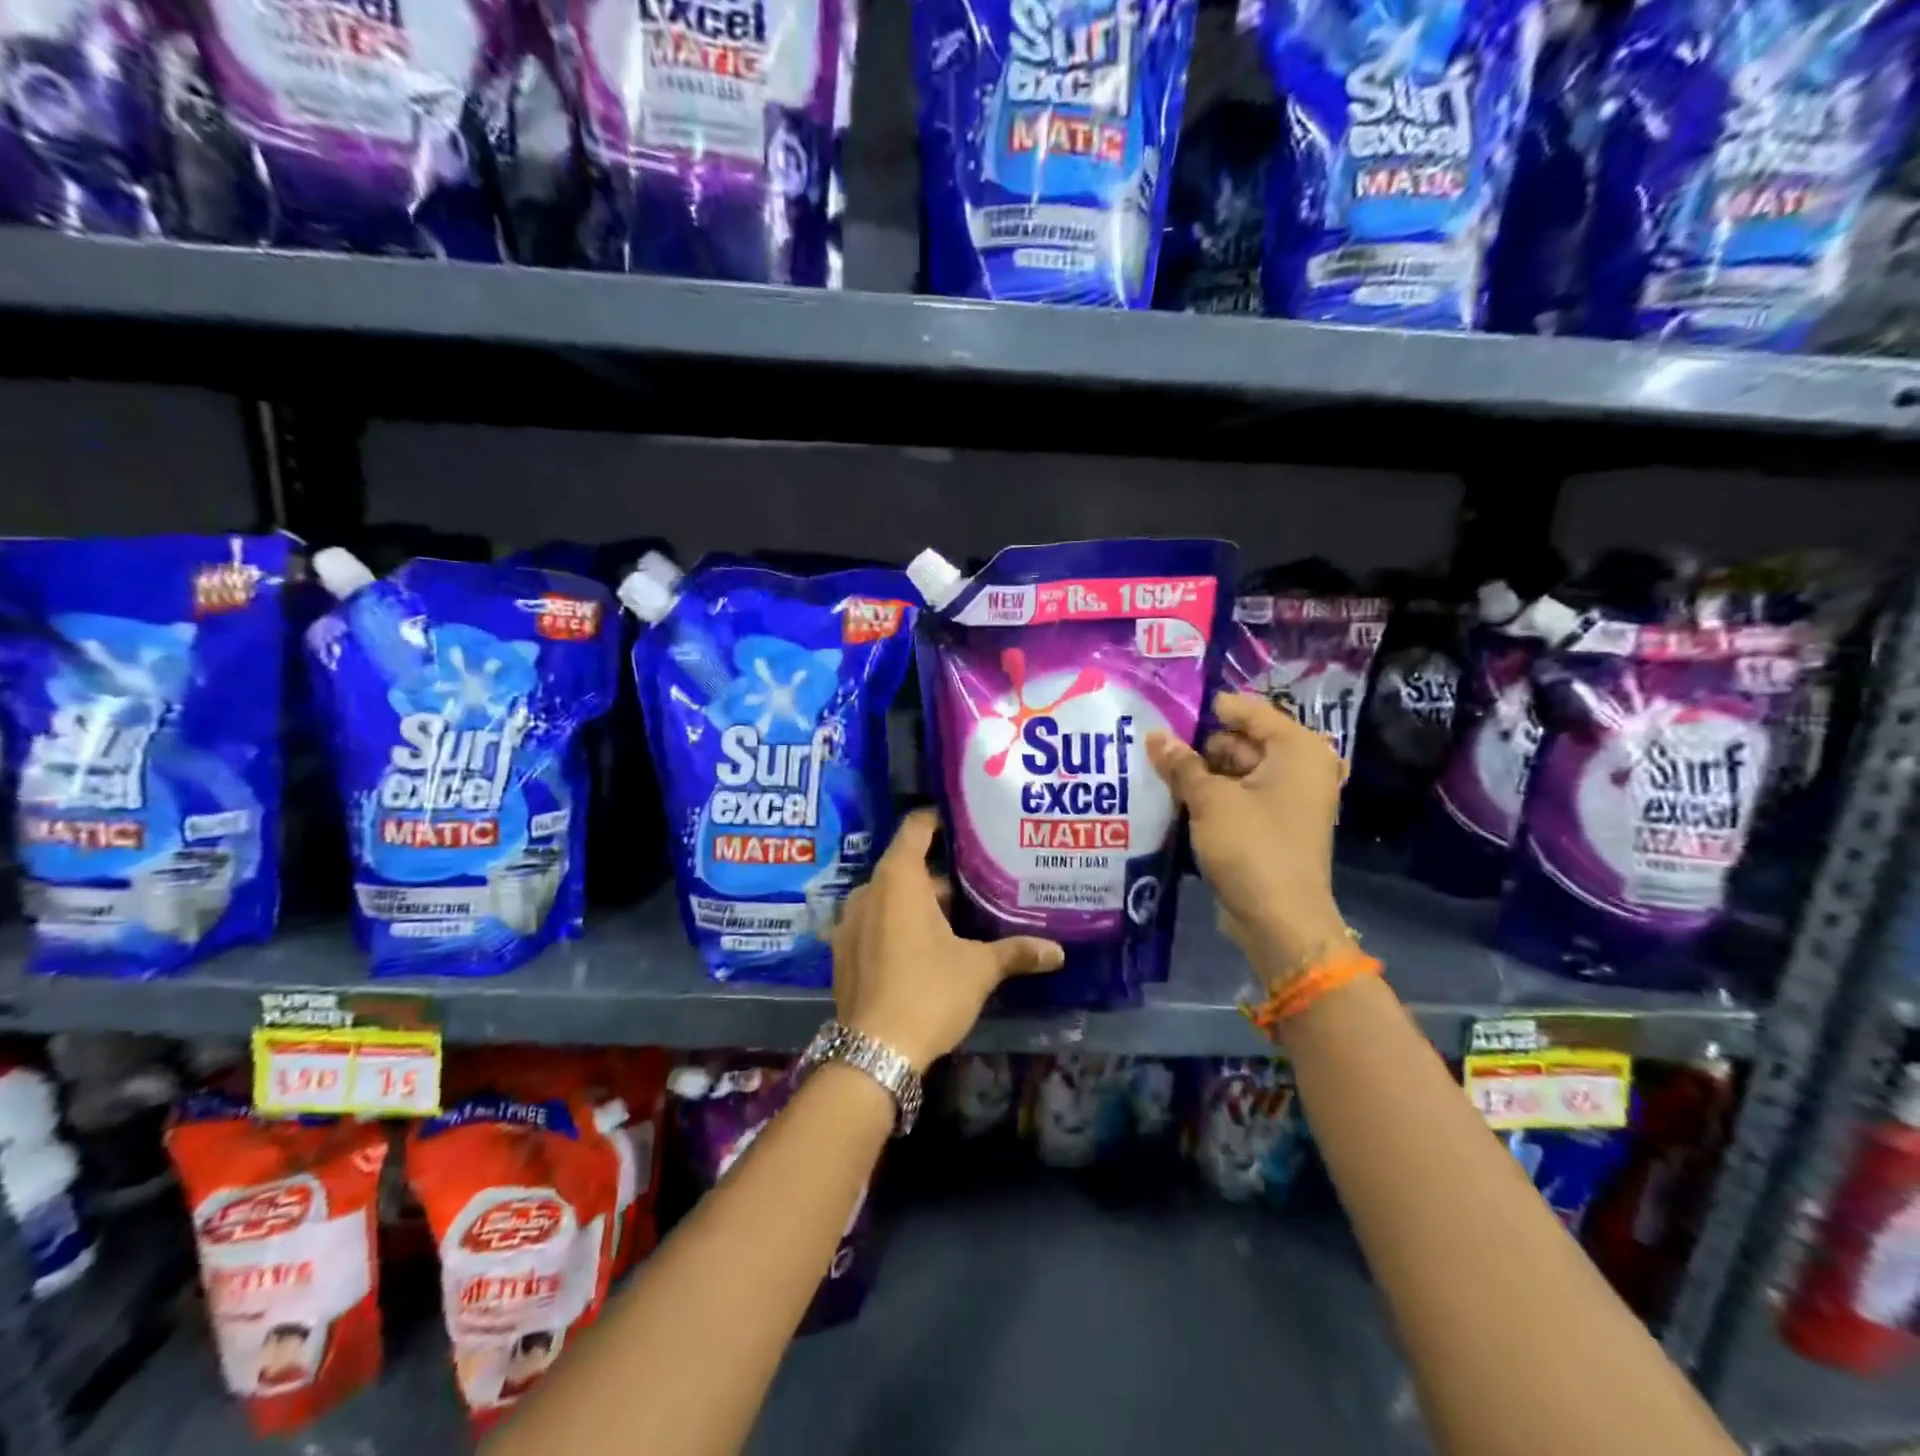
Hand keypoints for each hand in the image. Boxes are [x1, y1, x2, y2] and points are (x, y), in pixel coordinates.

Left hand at [831, 809, 1063, 1068]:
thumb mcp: (979, 969)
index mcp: (899, 879)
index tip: (965, 824)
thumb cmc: (929, 993)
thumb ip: (1016, 952)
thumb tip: (1058, 952)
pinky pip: (874, 921)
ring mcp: (850, 922)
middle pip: (906, 865)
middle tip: (977, 882)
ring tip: (956, 917)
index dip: (939, 820)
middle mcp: (868, 891)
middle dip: (939, 874)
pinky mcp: (842, 951)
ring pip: (889, 896)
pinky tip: (922, 948)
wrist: (873, 1052)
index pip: (916, 828)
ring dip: (918, 902)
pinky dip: (896, 924)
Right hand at [1147, 692, 1351, 992]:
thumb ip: (1182, 764)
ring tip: (1154, 768)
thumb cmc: (1252, 847)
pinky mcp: (1272, 827)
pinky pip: (1238, 798)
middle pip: (1242, 741)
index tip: (1166, 708)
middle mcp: (1299, 769)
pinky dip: (1211, 797)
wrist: (1279, 921)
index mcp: (1298, 750)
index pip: (1249, 711)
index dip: (1208, 709)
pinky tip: (1172, 796)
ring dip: (1200, 773)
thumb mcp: (1210, 799)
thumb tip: (1155, 735)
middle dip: (1199, 745)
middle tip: (1152, 743)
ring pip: (1236, 772)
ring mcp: (1287, 800)